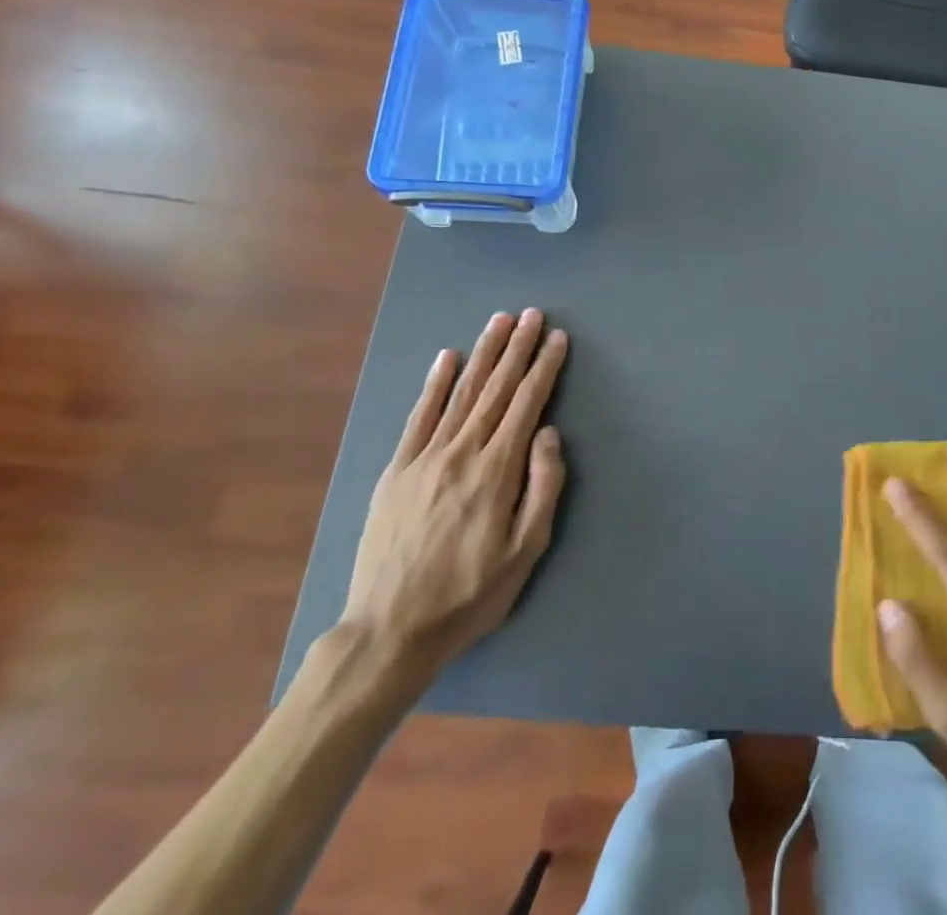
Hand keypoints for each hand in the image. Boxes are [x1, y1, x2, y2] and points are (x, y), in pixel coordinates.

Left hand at [339, 309, 567, 678]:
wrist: (388, 632)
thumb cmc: (469, 595)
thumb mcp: (525, 552)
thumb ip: (543, 486)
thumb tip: (549, 432)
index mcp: (496, 471)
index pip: (527, 404)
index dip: (544, 368)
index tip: (557, 338)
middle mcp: (461, 452)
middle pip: (496, 388)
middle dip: (518, 348)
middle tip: (533, 314)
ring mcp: (424, 458)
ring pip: (461, 393)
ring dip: (483, 353)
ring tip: (500, 321)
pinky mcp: (396, 470)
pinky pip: (419, 416)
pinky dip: (434, 384)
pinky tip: (447, 357)